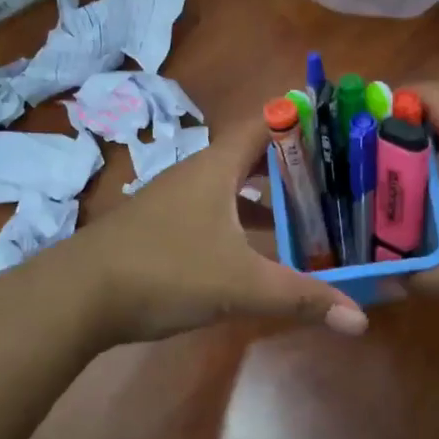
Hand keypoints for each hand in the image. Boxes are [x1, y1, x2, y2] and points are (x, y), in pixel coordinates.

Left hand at [70, 122, 368, 345]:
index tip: (340, 125)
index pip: (265, 122)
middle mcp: (197, 174)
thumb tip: (360, 321)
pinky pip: (218, 214)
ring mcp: (177, 201)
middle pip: (254, 155)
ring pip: (234, 188)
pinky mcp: (165, 229)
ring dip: (270, 196)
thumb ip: (301, 297)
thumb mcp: (239, 285)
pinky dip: (245, 224)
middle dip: (295, 163)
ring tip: (314, 211)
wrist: (78, 296)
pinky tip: (264, 249)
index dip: (302, 118)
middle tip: (341, 174)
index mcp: (216, 166)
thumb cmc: (163, 270)